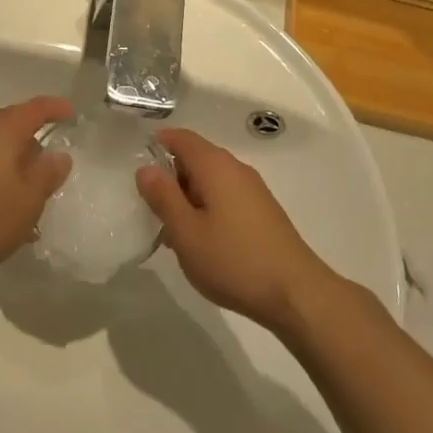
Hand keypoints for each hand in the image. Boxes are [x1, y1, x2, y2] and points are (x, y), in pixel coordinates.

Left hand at [0, 97, 74, 277]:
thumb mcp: (28, 200)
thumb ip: (48, 174)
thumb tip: (58, 155)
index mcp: (3, 128)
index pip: (37, 108)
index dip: (57, 108)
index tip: (73, 113)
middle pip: (14, 125)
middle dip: (34, 143)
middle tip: (52, 168)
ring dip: (14, 163)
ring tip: (28, 194)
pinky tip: (2, 203)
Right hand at [137, 128, 334, 331]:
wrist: (295, 293)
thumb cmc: (234, 260)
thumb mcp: (186, 232)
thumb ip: (163, 196)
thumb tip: (146, 169)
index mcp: (215, 165)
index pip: (182, 138)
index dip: (158, 143)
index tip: (138, 162)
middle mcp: (236, 169)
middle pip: (196, 158)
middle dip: (171, 177)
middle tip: (151, 208)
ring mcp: (253, 190)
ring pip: (211, 181)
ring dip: (188, 198)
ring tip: (173, 233)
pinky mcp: (263, 212)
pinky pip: (226, 197)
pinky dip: (207, 209)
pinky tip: (202, 242)